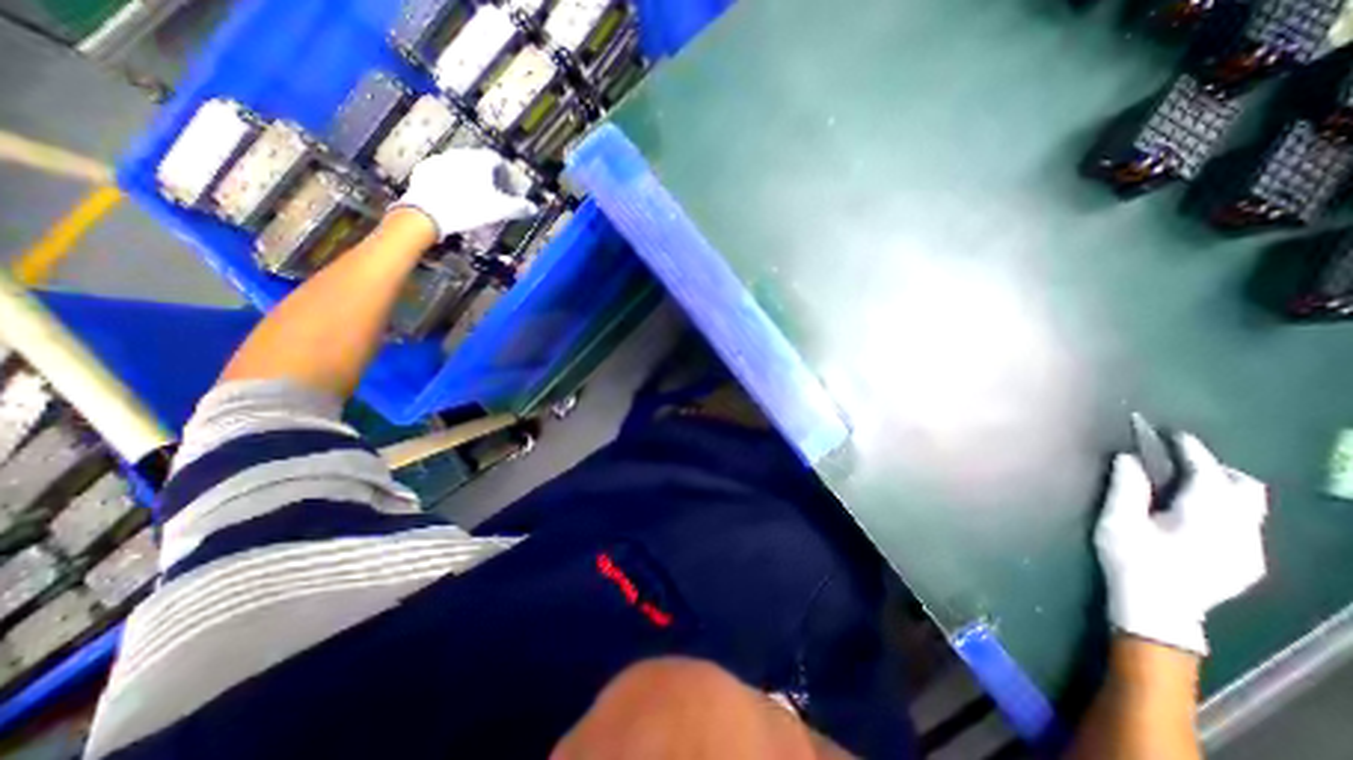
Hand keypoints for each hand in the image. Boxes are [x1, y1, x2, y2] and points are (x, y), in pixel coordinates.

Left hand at [388, 145, 537, 239]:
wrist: (429, 212)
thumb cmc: (470, 208)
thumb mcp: (499, 210)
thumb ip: (518, 207)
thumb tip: (534, 208)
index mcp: (479, 160)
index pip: (498, 160)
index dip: (506, 174)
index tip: (510, 189)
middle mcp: (460, 154)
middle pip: (479, 164)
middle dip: (488, 179)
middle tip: (493, 197)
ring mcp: (440, 160)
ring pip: (460, 168)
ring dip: (469, 181)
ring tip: (473, 200)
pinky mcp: (424, 170)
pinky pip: (443, 175)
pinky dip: (451, 185)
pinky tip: (454, 200)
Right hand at [1091, 435, 1275, 656]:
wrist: (1157, 608)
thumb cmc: (1132, 559)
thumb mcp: (1118, 521)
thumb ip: (1127, 487)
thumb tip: (1127, 456)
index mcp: (1206, 517)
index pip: (1208, 473)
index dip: (1192, 450)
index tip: (1175, 433)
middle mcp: (1240, 531)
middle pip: (1245, 487)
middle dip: (1216, 467)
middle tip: (1180, 458)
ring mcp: (1251, 549)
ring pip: (1251, 506)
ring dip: (1222, 487)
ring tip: (1186, 482)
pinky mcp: (1249, 562)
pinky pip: (1246, 523)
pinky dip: (1225, 507)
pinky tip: (1195, 513)